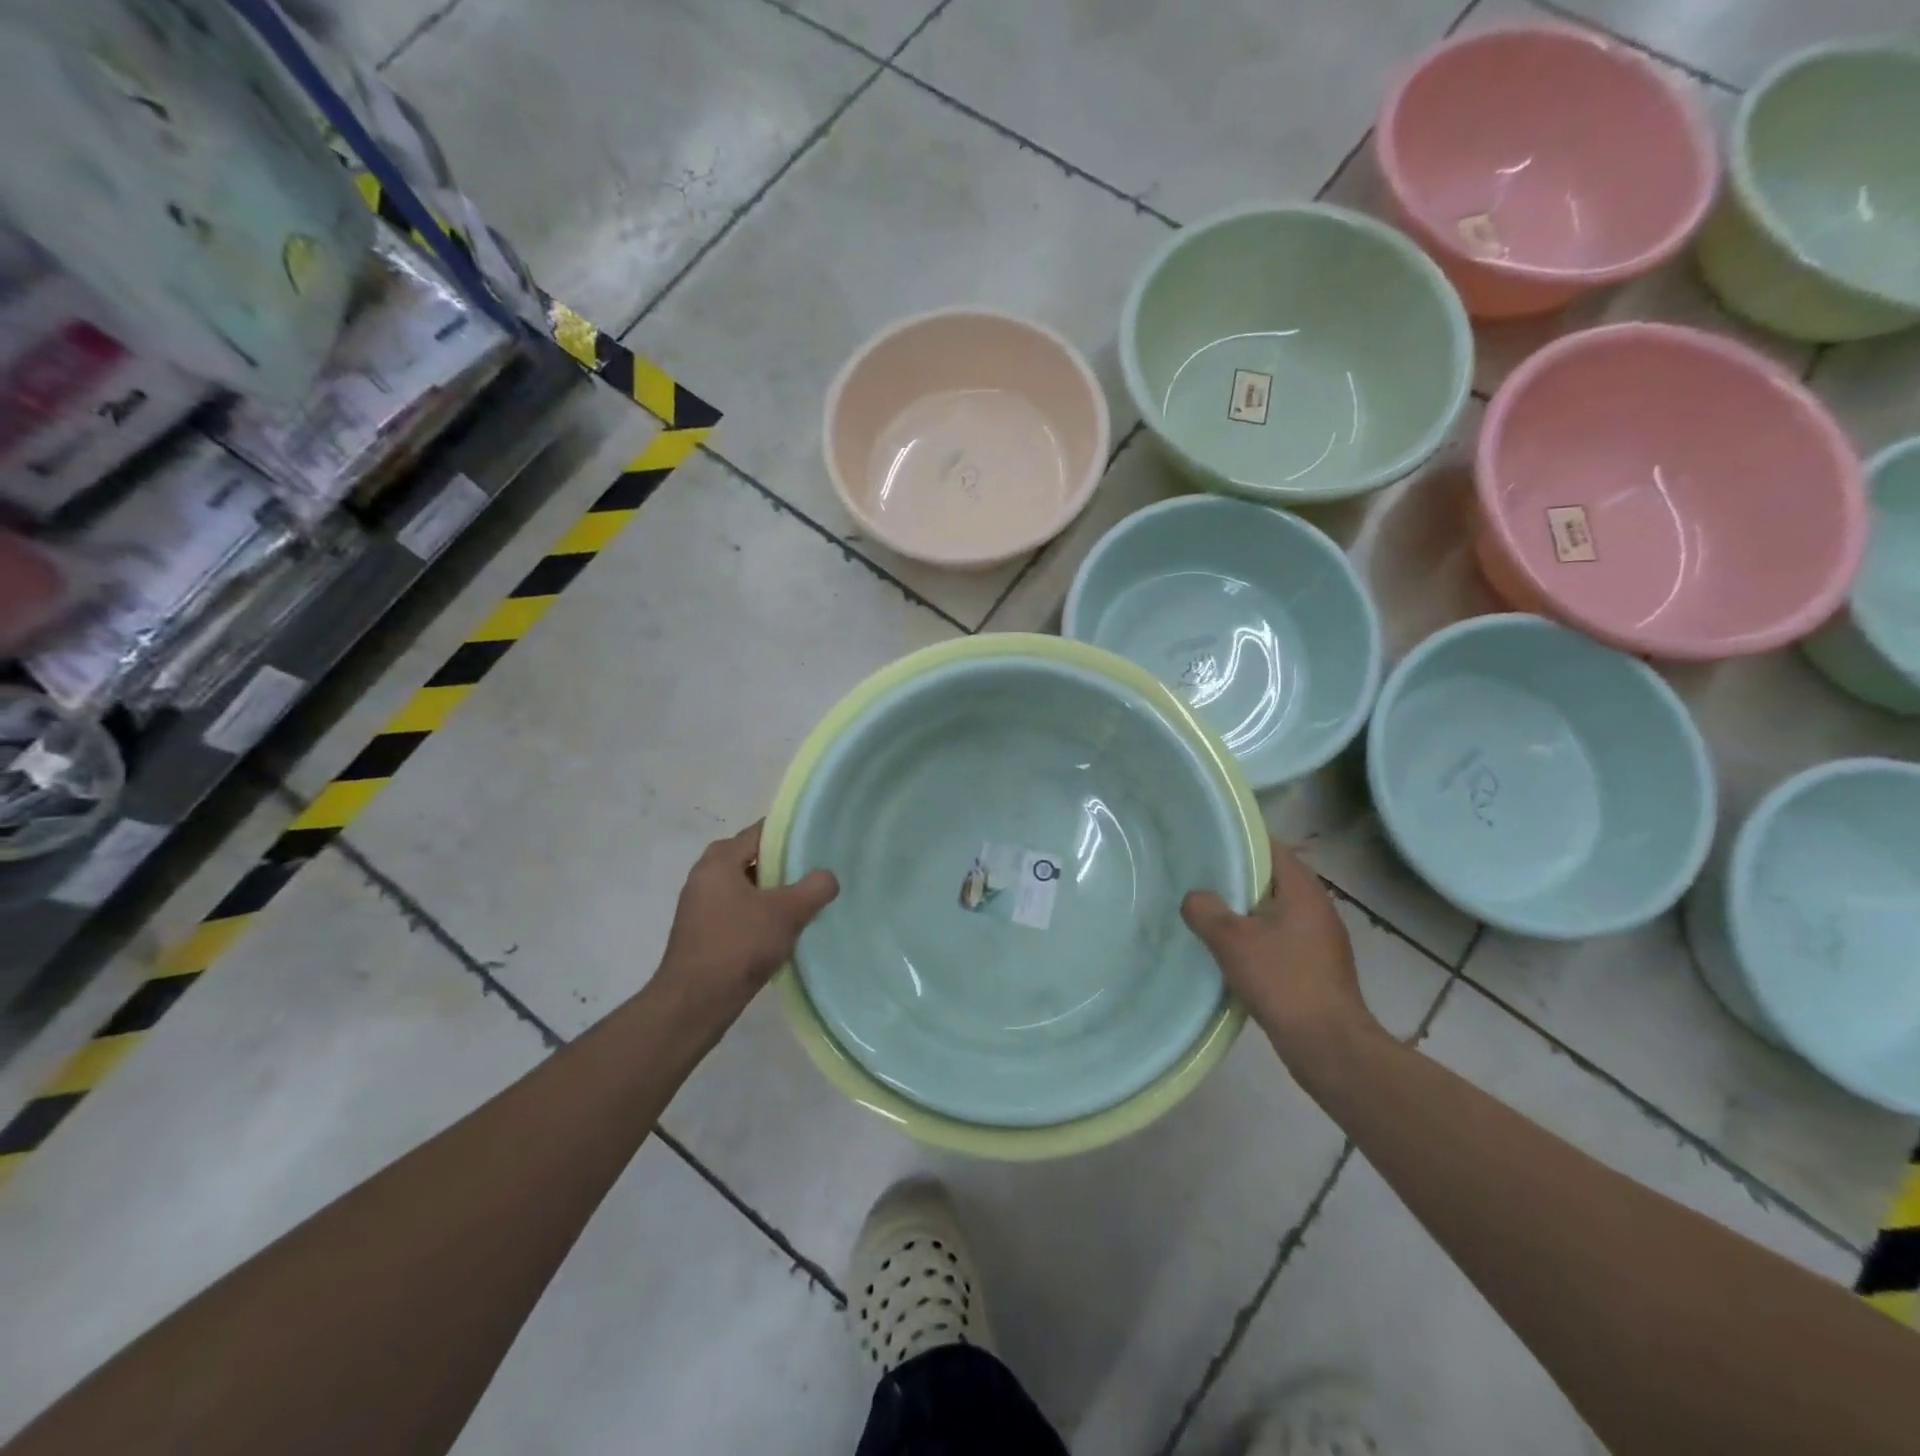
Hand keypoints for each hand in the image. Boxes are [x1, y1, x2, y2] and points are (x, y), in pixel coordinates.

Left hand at [658, 822, 837, 1010]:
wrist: (694, 1004)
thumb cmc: (739, 946)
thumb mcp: (787, 912)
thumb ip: (815, 887)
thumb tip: (827, 877)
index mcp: (719, 860)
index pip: (761, 832)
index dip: (791, 835)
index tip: (819, 844)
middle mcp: (704, 876)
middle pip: (753, 859)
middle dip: (784, 866)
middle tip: (814, 875)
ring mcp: (699, 906)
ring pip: (746, 888)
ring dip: (772, 894)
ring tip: (804, 904)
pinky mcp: (701, 933)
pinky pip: (737, 911)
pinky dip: (758, 915)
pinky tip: (780, 932)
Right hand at [1182, 839, 1379, 1059]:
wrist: (1328, 1045)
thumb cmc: (1282, 980)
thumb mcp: (1231, 940)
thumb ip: (1205, 910)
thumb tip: (1195, 897)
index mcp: (1304, 891)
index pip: (1272, 849)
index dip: (1240, 843)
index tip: (1208, 845)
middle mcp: (1317, 909)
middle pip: (1272, 880)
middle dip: (1237, 879)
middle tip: (1200, 879)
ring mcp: (1320, 940)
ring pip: (1275, 912)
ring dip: (1245, 912)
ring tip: (1208, 914)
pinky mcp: (1317, 968)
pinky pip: (1280, 939)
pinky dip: (1257, 938)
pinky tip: (1231, 953)